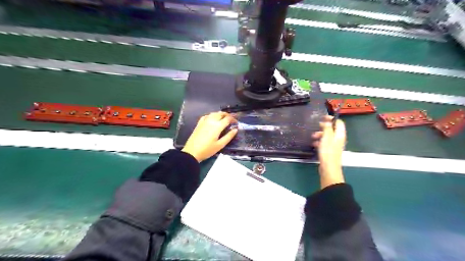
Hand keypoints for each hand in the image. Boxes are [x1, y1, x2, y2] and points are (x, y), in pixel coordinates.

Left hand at [181, 112, 237, 161]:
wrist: (192, 152)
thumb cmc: (207, 150)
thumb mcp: (220, 145)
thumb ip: (229, 136)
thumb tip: (235, 129)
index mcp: (217, 126)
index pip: (228, 118)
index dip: (233, 119)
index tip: (236, 123)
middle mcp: (211, 121)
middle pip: (221, 113)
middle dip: (227, 115)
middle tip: (231, 119)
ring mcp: (204, 121)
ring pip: (214, 113)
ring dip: (220, 114)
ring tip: (224, 118)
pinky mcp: (199, 123)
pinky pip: (207, 116)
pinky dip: (212, 115)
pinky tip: (213, 119)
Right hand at [310, 115, 346, 188]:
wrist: (328, 168)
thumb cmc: (328, 152)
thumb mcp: (326, 137)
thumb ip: (327, 128)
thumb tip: (328, 121)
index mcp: (340, 135)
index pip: (339, 123)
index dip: (331, 119)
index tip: (323, 118)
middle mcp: (338, 139)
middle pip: (332, 129)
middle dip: (324, 127)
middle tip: (316, 127)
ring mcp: (334, 145)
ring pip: (327, 136)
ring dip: (320, 135)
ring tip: (313, 137)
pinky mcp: (329, 150)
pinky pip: (324, 143)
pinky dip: (319, 142)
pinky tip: (314, 144)